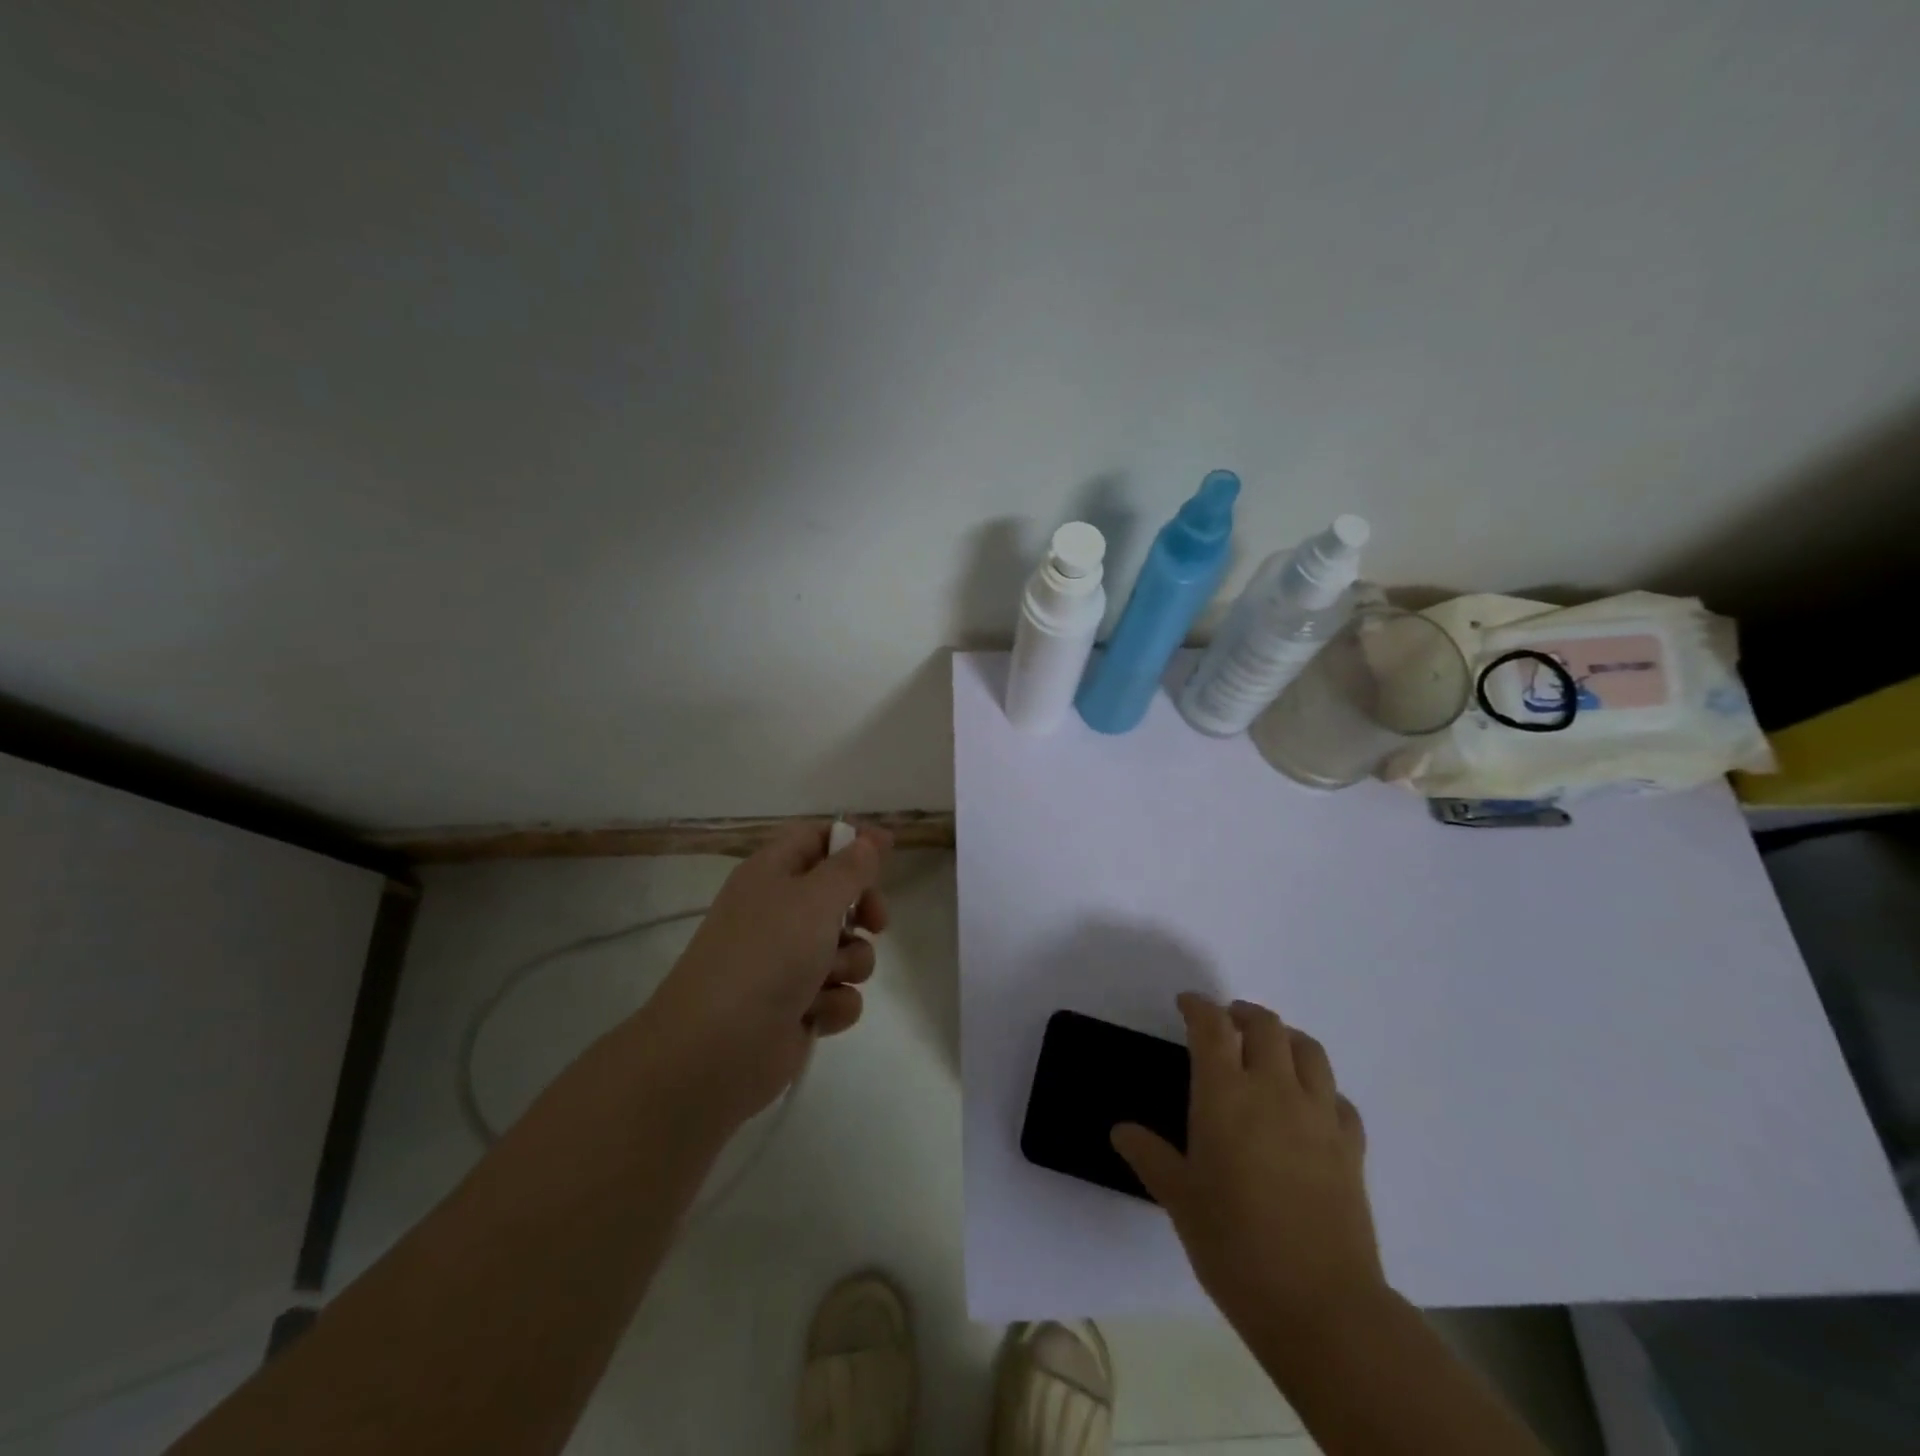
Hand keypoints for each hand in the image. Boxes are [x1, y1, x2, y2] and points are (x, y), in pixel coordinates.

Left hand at [639, 821, 889, 1128]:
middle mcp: (779, 912)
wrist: (716, 1048)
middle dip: (863, 909)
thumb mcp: (816, 898)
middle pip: (839, 894)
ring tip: (826, 979)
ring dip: (849, 963)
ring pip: (846, 948)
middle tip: (874, 922)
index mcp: (772, 873)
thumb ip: (853, 866)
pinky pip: (838, 993)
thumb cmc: (768, 955)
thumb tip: (873, 837)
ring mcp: (787, 962)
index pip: (815, 838)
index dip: (851, 840)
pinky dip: (833, 1003)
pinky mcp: (797, 1006)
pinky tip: (814, 1014)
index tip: (886, 852)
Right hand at [1112, 994, 1385, 1336]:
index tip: (1186, 1004)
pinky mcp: (1351, 1147)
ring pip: (1308, 1050)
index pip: (1212, 1027)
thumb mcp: (1180, 1200)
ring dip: (1285, 1037)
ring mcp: (1319, 1116)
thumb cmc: (1235, 1246)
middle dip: (1242, 1014)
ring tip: (1269, 1048)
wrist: (1321, 1305)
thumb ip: (1150, 1157)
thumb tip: (1121, 1130)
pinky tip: (1310, 1105)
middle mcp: (1274, 1090)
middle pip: (1265, 1026)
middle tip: (1226, 1023)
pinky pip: (1338, 1098)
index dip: (1198, 1007)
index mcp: (1225, 1094)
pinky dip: (1320, 1087)